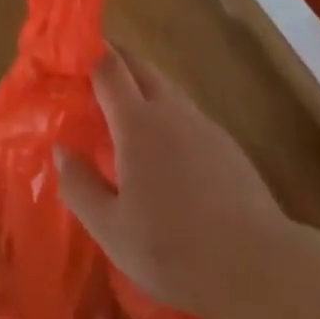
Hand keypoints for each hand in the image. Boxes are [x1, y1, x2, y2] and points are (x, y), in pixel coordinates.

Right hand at [55, 46, 293, 318]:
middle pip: (138, 64)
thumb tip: (60, 149)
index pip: (108, 66)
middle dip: (112, 58)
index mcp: (137, 122)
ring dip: (138, 83)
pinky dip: (163, 110)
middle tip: (89, 74)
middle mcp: (169, 109)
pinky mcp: (223, 141)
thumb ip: (80, 186)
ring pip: (163, 85)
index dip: (87, 54)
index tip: (68, 57)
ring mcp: (200, 122)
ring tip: (120, 111)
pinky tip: (160, 147)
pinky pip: (183, 110)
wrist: (258, 264)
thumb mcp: (113, 230)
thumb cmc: (175, 249)